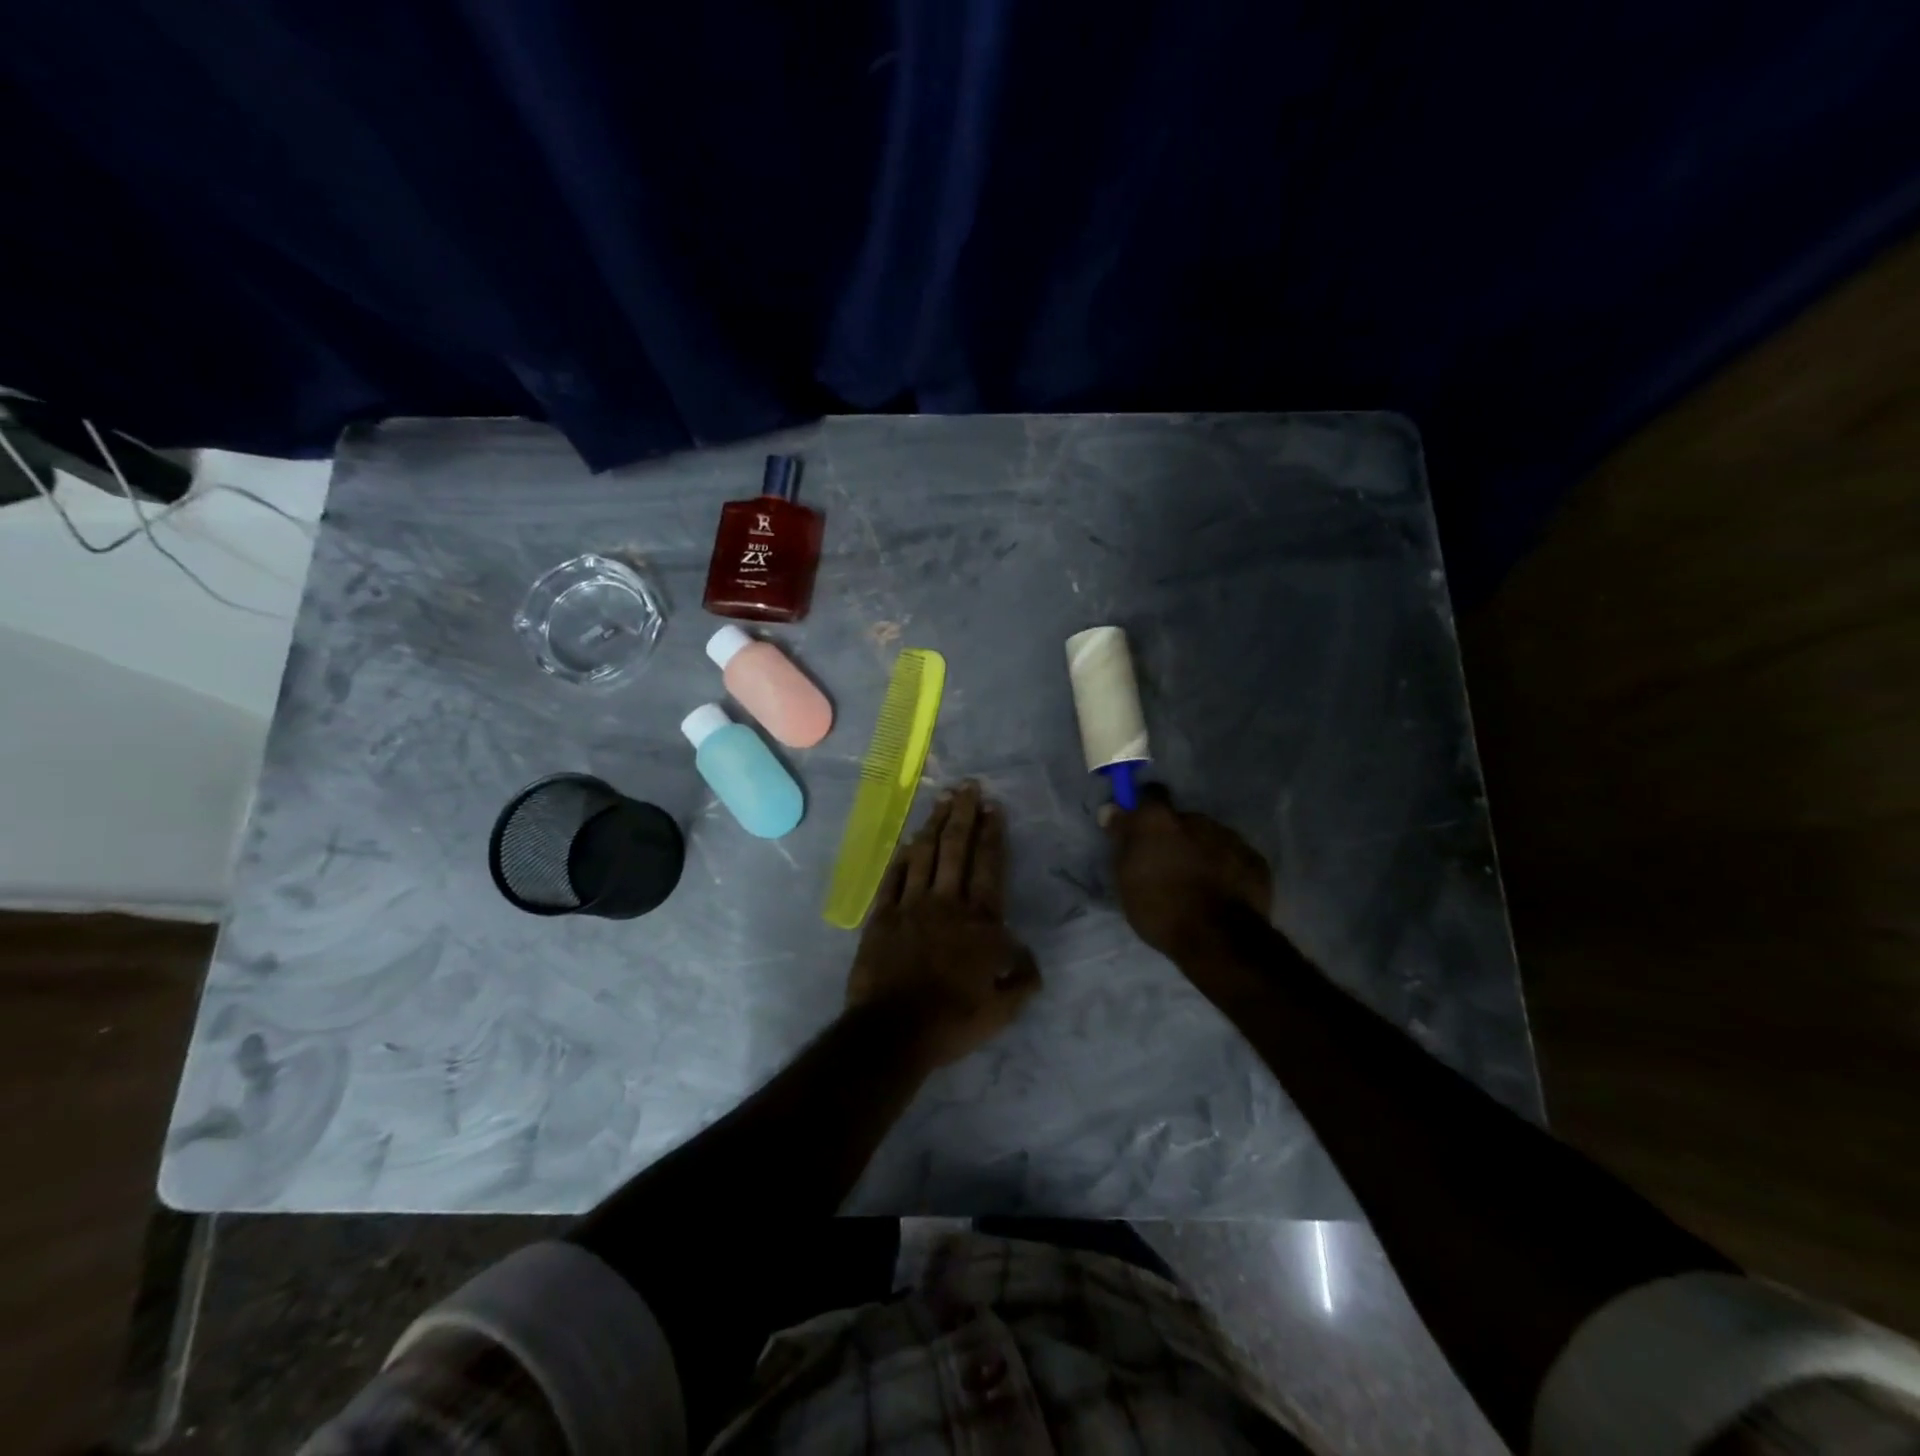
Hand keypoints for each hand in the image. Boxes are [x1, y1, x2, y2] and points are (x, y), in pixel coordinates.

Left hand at [847, 781, 1040, 1067]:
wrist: (894, 1032)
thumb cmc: (954, 1019)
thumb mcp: (1003, 1008)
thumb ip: (1022, 977)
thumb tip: (1028, 955)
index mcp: (979, 921)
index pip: (989, 866)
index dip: (992, 834)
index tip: (993, 807)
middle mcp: (946, 903)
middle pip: (956, 849)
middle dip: (963, 814)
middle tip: (967, 786)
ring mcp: (910, 906)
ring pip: (924, 855)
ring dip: (933, 825)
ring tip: (941, 800)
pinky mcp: (882, 916)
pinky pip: (892, 878)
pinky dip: (900, 857)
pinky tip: (906, 842)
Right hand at [1102, 784, 1272, 961]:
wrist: (1218, 938)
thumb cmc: (1160, 907)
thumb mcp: (1125, 877)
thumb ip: (1121, 839)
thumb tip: (1111, 810)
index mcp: (1159, 821)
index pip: (1150, 795)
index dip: (1145, 808)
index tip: (1141, 827)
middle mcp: (1196, 819)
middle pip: (1182, 820)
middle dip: (1176, 837)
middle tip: (1168, 865)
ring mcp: (1230, 838)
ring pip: (1210, 838)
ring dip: (1201, 852)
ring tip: (1197, 883)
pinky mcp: (1255, 860)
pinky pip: (1233, 857)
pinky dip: (1226, 868)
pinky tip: (1221, 892)